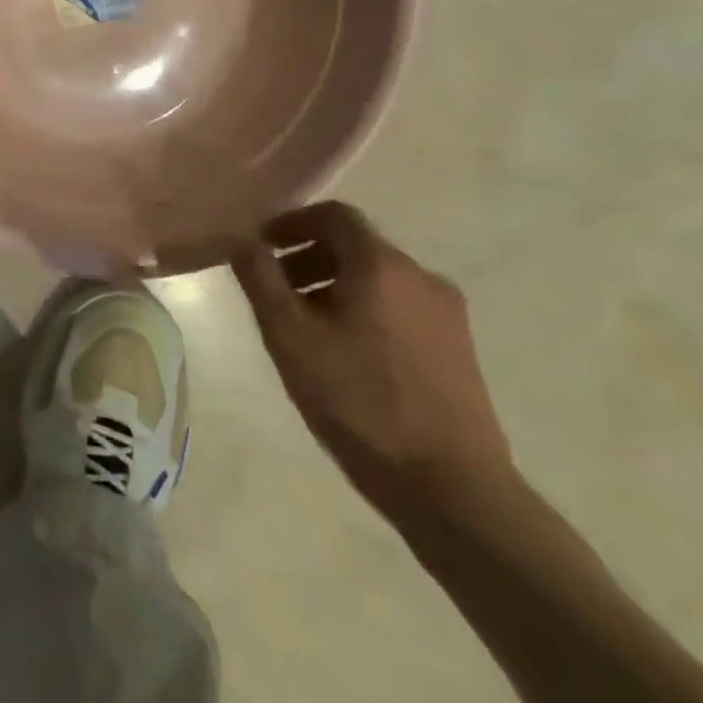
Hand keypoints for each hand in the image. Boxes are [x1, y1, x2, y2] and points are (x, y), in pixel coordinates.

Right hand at [231, 201, 512, 516]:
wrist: (450, 486)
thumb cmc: (357, 398)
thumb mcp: (288, 333)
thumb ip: (259, 276)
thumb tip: (243, 239)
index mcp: (381, 265)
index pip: (334, 215)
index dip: (292, 222)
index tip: (261, 247)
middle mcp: (421, 278)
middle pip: (355, 246)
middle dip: (308, 257)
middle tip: (274, 289)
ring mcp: (447, 316)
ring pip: (378, 278)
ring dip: (333, 284)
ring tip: (304, 325)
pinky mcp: (458, 350)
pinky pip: (400, 307)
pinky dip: (363, 309)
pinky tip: (344, 352)